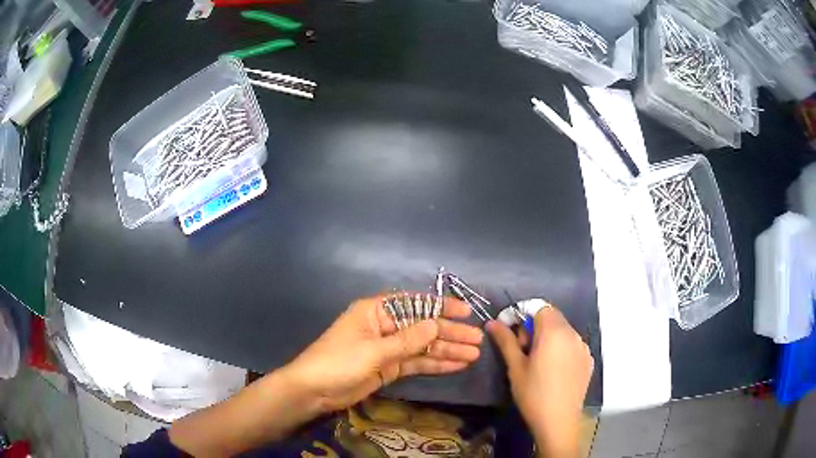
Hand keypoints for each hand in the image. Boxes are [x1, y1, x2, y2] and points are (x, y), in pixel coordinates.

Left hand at [282, 295, 483, 413]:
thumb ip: (407, 339)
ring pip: (423, 347)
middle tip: (477, 340)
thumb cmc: (338, 362)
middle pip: (423, 327)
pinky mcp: (389, 368)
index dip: (441, 307)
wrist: (314, 391)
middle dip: (449, 333)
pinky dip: (435, 365)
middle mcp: (385, 326)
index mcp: (376, 311)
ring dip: (447, 351)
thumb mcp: (374, 350)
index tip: (466, 312)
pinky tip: (456, 365)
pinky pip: (416, 363)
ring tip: (474, 355)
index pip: (414, 304)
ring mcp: (388, 348)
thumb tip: (437, 324)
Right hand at [486, 306, 592, 457]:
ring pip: (563, 330)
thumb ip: (506, 341)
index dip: (522, 313)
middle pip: (552, 317)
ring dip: (547, 336)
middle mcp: (573, 334)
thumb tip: (492, 322)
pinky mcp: (588, 359)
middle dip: (534, 326)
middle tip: (522, 349)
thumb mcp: (515, 367)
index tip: (510, 331)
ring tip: (537, 361)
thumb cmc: (533, 394)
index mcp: (554, 332)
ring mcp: (583, 347)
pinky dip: (560, 347)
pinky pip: (572, 344)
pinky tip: (552, 369)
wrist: (558, 421)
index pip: (539, 306)